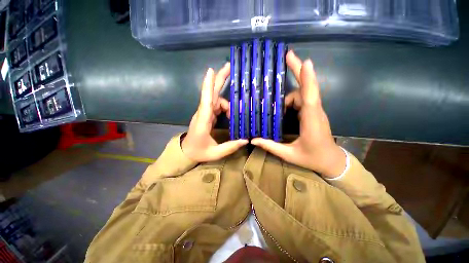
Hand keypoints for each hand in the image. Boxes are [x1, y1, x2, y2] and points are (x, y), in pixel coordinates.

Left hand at [182, 63, 247, 161]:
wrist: (186, 151)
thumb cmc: (198, 152)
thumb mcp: (215, 153)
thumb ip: (230, 147)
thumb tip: (246, 139)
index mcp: (203, 121)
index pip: (206, 101)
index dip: (208, 85)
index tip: (211, 70)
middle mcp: (203, 113)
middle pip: (211, 93)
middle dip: (219, 79)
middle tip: (229, 67)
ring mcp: (204, 112)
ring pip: (216, 99)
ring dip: (227, 103)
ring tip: (233, 114)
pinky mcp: (207, 114)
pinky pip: (217, 105)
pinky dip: (225, 107)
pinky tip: (230, 114)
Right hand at [251, 50, 345, 177]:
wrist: (331, 161)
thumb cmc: (312, 158)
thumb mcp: (289, 155)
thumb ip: (271, 146)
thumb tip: (254, 140)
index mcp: (311, 122)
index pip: (310, 97)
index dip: (307, 79)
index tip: (304, 62)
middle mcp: (315, 112)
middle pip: (307, 87)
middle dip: (298, 70)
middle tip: (288, 56)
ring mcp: (315, 111)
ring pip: (302, 94)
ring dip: (287, 95)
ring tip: (274, 105)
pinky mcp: (313, 112)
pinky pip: (302, 100)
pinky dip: (290, 100)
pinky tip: (281, 108)